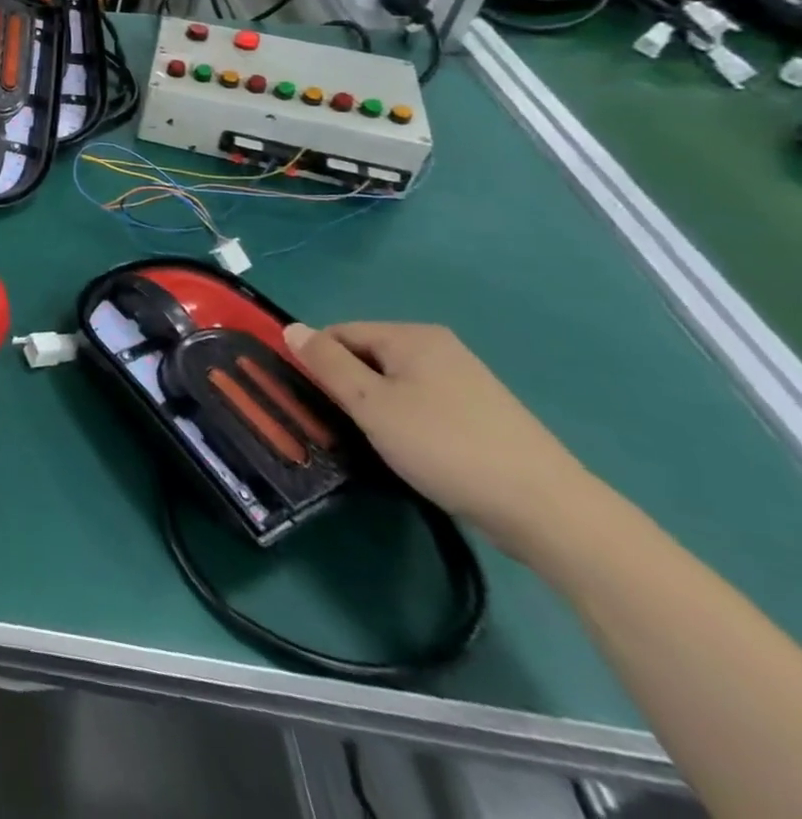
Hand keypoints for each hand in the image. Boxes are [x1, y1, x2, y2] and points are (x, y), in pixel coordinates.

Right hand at [285, 321, 595, 560]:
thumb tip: (291, 328)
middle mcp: (440, 347)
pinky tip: (416, 453)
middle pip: (368, 356)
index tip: (317, 402)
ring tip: (381, 443)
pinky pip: (424, 403)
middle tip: (347, 426)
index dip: (320, 363)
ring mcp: (467, 379)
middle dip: (350, 387)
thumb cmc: (445, 447)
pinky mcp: (484, 413)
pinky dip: (408, 422)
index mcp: (412, 336)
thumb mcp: (371, 404)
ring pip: (395, 383)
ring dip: (378, 408)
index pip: (339, 333)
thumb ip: (327, 363)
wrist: (549, 511)